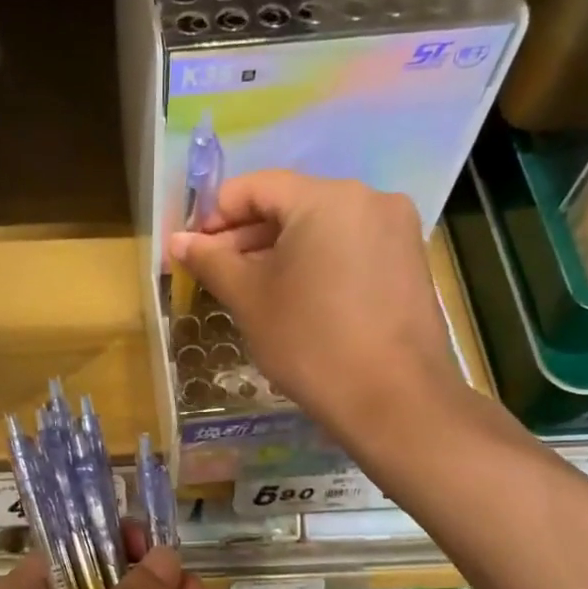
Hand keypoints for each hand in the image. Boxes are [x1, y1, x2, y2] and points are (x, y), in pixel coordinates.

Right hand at [172, 170, 467, 444]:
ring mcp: (396, 230)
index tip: (193, 250)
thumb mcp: (250, 299)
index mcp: (326, 198)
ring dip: (280, 252)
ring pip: (321, 228)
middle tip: (216, 275)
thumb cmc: (310, 342)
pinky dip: (316, 264)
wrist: (394, 400)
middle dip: (247, 237)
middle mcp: (368, 199)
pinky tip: (297, 300)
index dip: (216, 215)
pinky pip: (349, 248)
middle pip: (291, 204)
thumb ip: (211, 261)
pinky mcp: (409, 262)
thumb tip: (178, 240)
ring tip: (252, 291)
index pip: (256, 187)